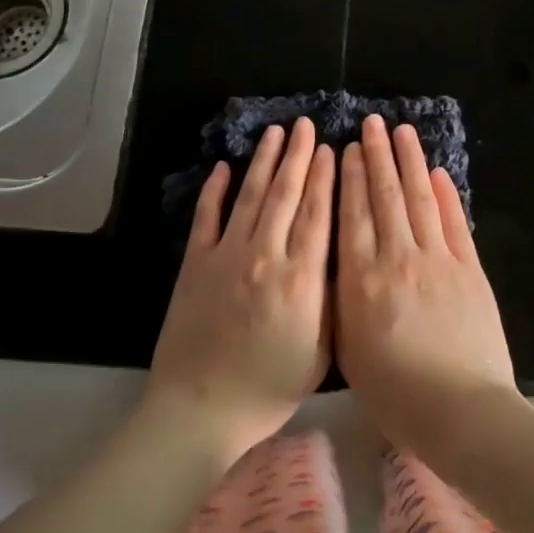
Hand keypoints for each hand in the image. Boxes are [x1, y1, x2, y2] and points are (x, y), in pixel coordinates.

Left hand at [148, 118, 335, 465]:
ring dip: (264, 162)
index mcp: (301, 278)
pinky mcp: (195, 263)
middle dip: (298, 156)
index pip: (317, 214)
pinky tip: (225, 167)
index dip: (325, 177)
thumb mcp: (321, 349)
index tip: (331, 149)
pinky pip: (207, 217)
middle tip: (305, 126)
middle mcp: (265, 256)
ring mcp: (226, 256)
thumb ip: (331, 297)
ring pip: (250, 197)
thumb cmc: (270, 386)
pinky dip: (216, 190)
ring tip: (275, 133)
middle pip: (286, 194)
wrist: (202, 407)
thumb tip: (338, 252)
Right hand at [337, 114, 517, 463]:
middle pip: (385, 196)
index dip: (351, 177)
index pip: (353, 214)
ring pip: (419, 198)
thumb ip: (342, 298)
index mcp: (363, 279)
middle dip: (378, 156)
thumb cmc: (395, 393)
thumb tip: (339, 258)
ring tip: (401, 131)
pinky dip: (445, 194)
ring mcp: (438, 259)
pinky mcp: (470, 269)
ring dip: (409, 162)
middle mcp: (398, 258)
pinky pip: (454, 222)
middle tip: (371, 123)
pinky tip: (436, 172)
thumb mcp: (349, 349)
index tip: (348, 148)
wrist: (461, 411)